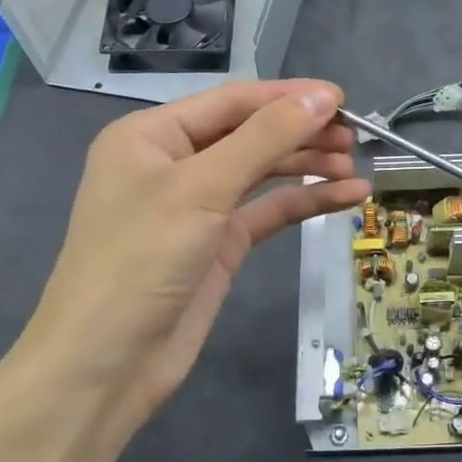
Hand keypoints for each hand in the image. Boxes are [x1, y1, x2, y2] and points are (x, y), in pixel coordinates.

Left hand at [16, 79, 369, 435]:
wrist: (106, 365)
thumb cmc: (141, 259)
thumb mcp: (203, 188)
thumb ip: (266, 138)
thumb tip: (322, 96)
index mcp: (152, 135)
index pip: (232, 101)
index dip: (288, 96)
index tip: (343, 99)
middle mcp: (174, 163)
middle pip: (250, 134)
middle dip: (301, 133)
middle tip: (355, 137)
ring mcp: (198, 206)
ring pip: (263, 172)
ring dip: (308, 167)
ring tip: (355, 167)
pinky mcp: (219, 244)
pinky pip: (268, 211)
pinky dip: (305, 202)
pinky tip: (346, 198)